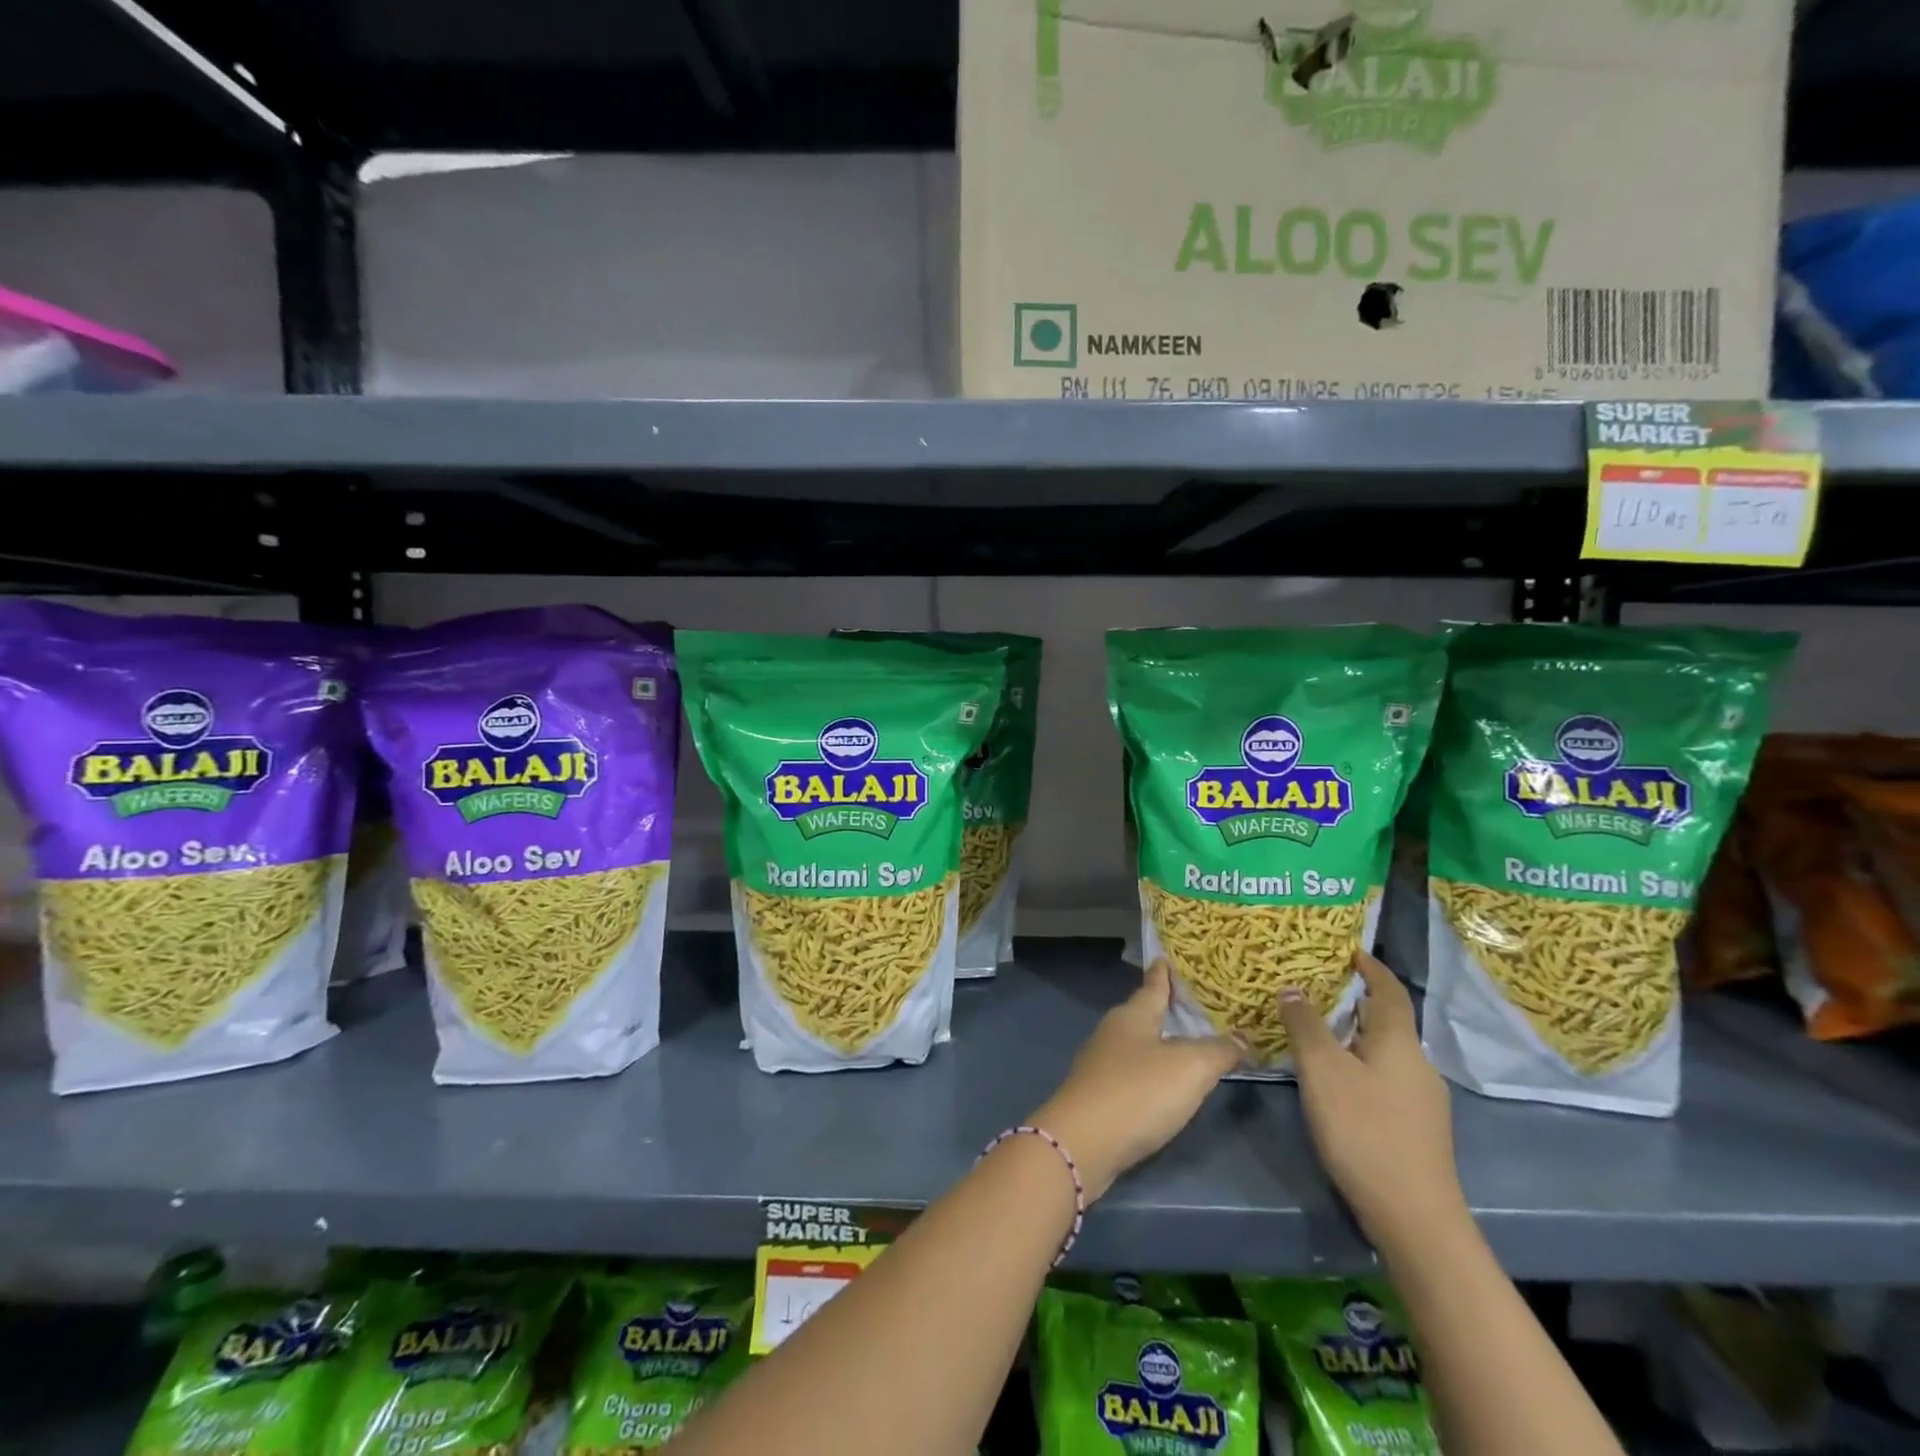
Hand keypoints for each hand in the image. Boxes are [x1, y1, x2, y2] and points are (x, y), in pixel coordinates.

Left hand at [1030, 960, 1239, 1201]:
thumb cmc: (1138, 1092)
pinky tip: (1163, 1085)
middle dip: (1166, 1009)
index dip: (1163, 973)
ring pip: (1137, 1043)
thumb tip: (1243, 1036)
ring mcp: (1101, 1063)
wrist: (1083, 1142)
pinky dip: (1150, 1072)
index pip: (1153, 985)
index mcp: (1133, 1015)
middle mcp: (1113, 1031)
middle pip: (1144, 1013)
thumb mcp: (1190, 1068)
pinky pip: (1131, 1072)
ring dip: (1159, 1042)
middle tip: (1194, 1005)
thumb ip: (1219, 1050)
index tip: (1166, 957)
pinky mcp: (1098, 1094)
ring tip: (1186, 1044)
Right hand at [1278, 949, 1464, 1255]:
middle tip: (1316, 988)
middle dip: (1356, 1001)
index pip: (1390, 991)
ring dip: (1356, 1035)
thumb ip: (1305, 1025)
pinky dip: (1360, 1063)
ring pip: (1386, 1051)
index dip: (1371, 968)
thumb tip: (1292, 987)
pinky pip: (1386, 1077)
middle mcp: (1418, 1064)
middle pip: (1388, 1021)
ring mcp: (1423, 1099)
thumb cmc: (1365, 1131)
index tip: (1348, 951)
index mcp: (1400, 1043)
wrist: (1414, 1217)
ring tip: (1317, 1031)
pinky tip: (1336, 1080)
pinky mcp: (1417, 1127)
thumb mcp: (1323, 1071)